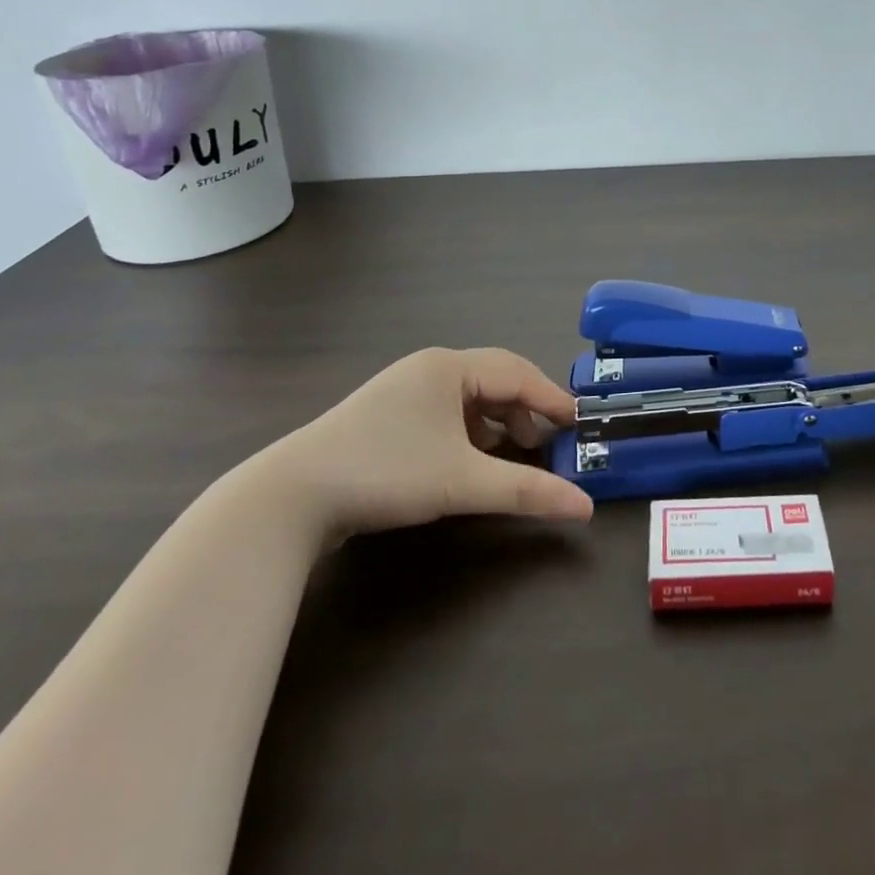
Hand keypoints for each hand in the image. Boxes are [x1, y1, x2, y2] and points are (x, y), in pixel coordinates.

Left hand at [259, 347, 593, 536]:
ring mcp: (402, 392)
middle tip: (549, 442)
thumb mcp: (463, 482)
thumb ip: (527, 490)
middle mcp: (427, 369)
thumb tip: (585, 507)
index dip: (551, 398)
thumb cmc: (386, 473)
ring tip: (516, 452)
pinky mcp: (385, 418)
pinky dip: (469, 433)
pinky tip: (472, 459)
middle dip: (526, 410)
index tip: (579, 423)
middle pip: (494, 380)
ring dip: (498, 422)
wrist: (289, 498)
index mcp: (448, 367)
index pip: (517, 372)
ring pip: (468, 398)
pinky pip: (444, 414)